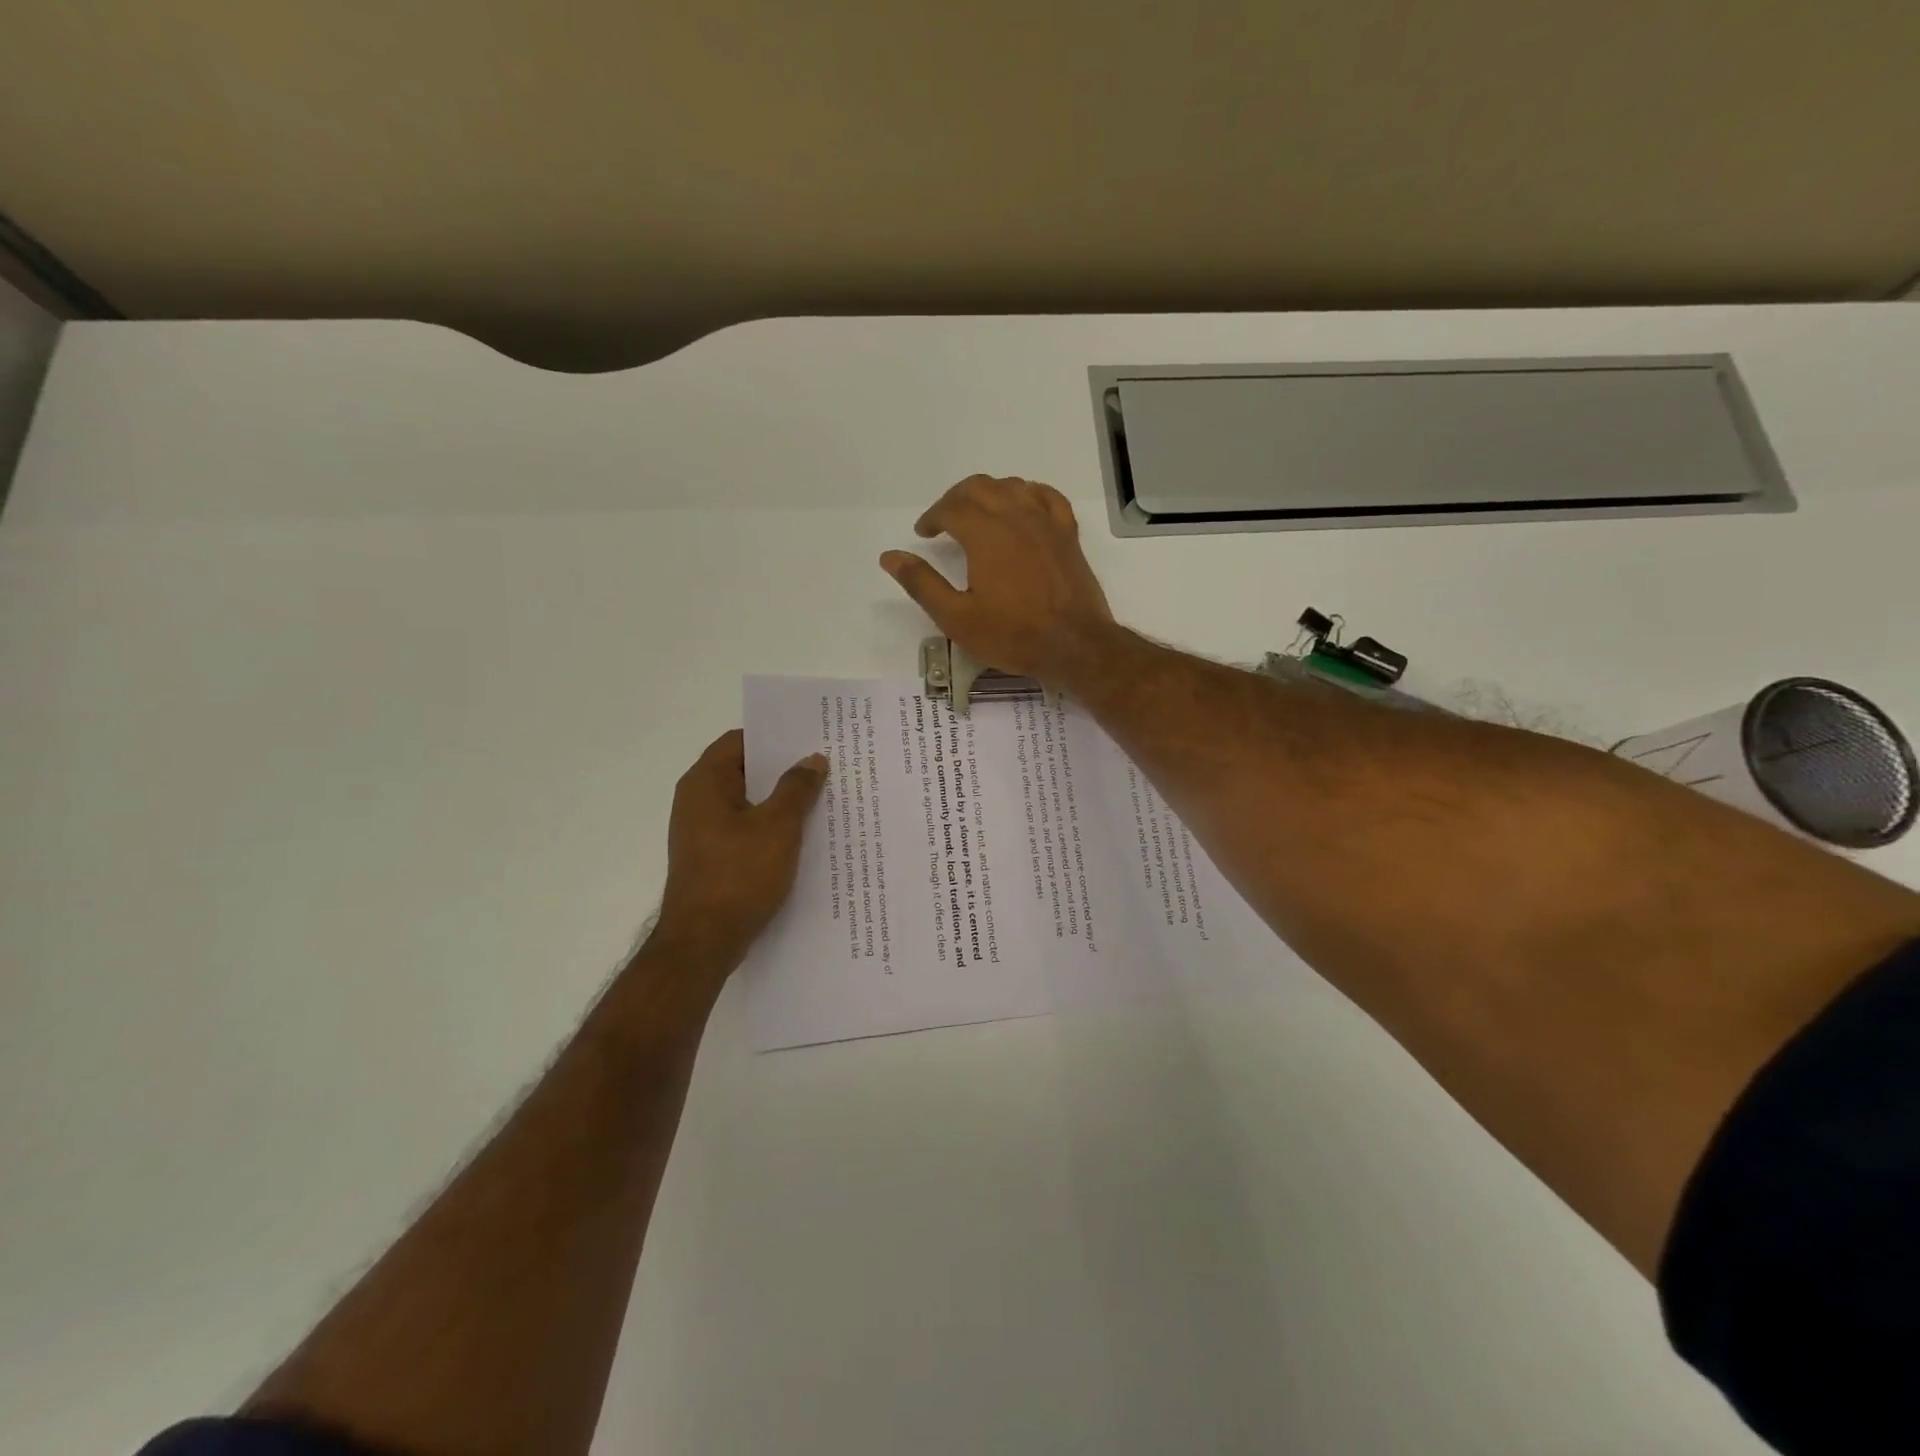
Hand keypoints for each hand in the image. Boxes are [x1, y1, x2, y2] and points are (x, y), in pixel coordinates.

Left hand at [654, 730, 827, 964]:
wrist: (704, 942)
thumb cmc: (739, 875)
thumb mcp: (778, 826)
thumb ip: (797, 788)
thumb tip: (813, 760)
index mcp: (705, 782)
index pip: (740, 741)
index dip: (775, 736)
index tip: (810, 737)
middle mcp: (698, 801)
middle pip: (745, 771)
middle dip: (784, 770)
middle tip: (825, 766)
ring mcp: (703, 832)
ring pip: (748, 803)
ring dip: (781, 801)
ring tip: (822, 799)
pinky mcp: (712, 858)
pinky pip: (746, 830)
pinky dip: (771, 828)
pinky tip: (803, 837)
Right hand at [879, 475, 1116, 684]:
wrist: (1074, 646)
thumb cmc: (1013, 635)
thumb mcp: (957, 618)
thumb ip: (922, 584)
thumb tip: (890, 556)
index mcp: (985, 534)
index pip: (951, 508)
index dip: (932, 517)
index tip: (923, 534)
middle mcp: (1016, 517)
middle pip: (980, 487)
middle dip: (955, 499)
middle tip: (943, 521)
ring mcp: (1046, 523)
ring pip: (1013, 486)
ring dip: (989, 493)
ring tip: (977, 514)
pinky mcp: (1067, 534)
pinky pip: (1048, 497)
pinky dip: (1029, 493)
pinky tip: (1023, 505)